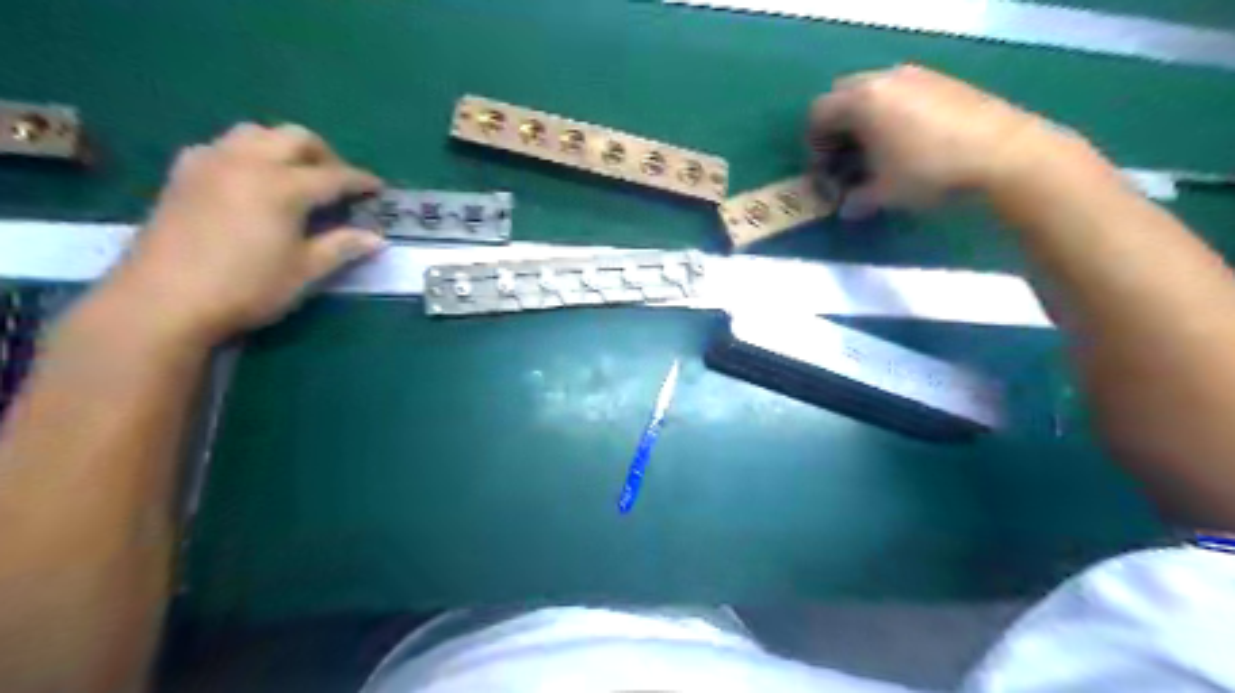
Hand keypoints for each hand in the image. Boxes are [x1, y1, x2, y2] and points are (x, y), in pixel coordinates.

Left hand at [105, 125, 383, 345]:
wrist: (163, 300)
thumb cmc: (246, 287)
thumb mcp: (305, 271)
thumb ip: (342, 247)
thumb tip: (377, 238)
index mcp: (283, 186)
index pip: (334, 175)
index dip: (361, 181)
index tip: (379, 189)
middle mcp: (247, 162)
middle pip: (295, 137)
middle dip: (325, 154)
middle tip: (339, 182)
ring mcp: (210, 162)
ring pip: (256, 132)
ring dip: (284, 147)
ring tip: (296, 176)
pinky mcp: (183, 173)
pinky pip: (222, 145)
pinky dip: (247, 153)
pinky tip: (250, 180)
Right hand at [813, 65, 1083, 209]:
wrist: (1004, 155)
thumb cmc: (929, 173)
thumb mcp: (883, 194)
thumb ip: (855, 199)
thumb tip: (846, 207)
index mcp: (862, 101)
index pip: (818, 114)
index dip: (813, 145)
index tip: (823, 172)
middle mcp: (885, 79)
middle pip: (843, 96)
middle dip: (837, 127)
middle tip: (845, 158)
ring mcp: (918, 76)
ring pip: (874, 92)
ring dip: (865, 119)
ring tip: (877, 152)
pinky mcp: (944, 81)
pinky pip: (902, 92)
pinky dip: (892, 113)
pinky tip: (908, 142)